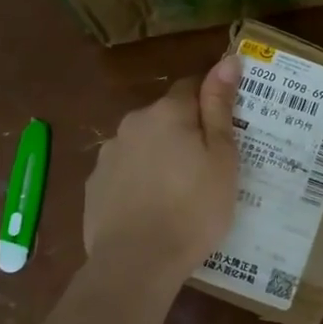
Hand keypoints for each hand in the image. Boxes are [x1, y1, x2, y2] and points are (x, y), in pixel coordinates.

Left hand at [83, 55, 241, 277]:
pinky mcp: (93, 186)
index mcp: (166, 113)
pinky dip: (138, 181)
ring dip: (159, 156)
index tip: (226, 128)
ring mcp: (108, 155)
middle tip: (207, 167)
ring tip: (178, 193)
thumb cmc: (193, 209)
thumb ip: (220, 107)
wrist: (136, 264)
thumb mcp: (221, 158)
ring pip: (143, 145)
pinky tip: (151, 209)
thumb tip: (228, 59)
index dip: (211, 101)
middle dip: (184, 132)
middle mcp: (132, 124)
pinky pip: (124, 172)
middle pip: (165, 117)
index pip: (192, 87)